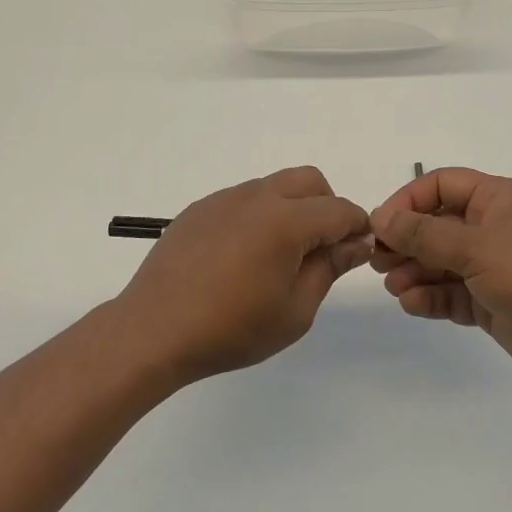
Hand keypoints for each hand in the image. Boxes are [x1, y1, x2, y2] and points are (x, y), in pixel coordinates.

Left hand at [114, 167, 372, 383]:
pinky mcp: (200, 208)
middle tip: (320, 250)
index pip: (340, 209)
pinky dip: (258, 215)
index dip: (358, 229)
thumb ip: (329, 268)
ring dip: (292, 208)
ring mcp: (224, 199)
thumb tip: (357, 242)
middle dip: (327, 207)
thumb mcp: (294, 310)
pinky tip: (241, 256)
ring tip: (278, 256)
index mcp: (286, 220)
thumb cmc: (231, 328)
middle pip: (310, 181)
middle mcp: (257, 197)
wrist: (154, 330)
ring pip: (275, 186)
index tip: (357, 254)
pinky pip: (242, 199)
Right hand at [370, 169, 511, 388]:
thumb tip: (380, 217)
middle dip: (405, 241)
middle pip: (435, 225)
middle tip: (376, 261)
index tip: (381, 225)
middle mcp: (490, 227)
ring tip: (393, 286)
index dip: (407, 201)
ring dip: (413, 271)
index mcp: (494, 199)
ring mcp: (490, 266)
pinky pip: (451, 293)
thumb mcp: (475, 248)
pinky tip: (412, 304)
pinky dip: (430, 297)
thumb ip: (424, 234)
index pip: (439, 185)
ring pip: (439, 262)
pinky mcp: (490, 301)